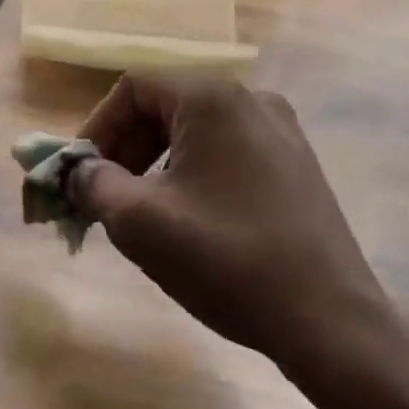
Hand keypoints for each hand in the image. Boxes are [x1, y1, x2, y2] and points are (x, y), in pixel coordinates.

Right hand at [67, 72, 386, 368]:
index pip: (134, 87)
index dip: (97, 126)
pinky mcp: (297, 163)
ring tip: (141, 211)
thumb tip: (79, 172)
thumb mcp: (141, 222)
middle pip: (166, 105)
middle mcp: (251, 99)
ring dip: (156, 162)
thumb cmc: (227, 261)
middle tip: (103, 196)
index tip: (80, 173)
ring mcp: (281, 130)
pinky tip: (189, 218)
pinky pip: (228, 150)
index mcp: (213, 98)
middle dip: (125, 147)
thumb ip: (95, 185)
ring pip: (197, 130)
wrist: (330, 321)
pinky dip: (194, 172)